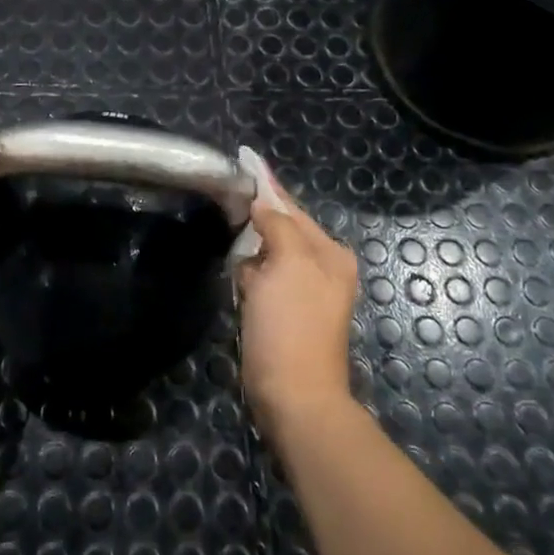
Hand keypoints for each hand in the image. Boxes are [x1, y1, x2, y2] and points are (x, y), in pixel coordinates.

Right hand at [236, 168, 359, 428]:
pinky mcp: (282, 312)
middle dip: (255, 213)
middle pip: (281, 227)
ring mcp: (301, 292)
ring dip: (249, 242)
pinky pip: (261, 277)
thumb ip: (277, 225)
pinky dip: (247, 270)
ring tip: (224, 217)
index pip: (291, 207)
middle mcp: (320, 268)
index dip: (266, 185)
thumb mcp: (289, 263)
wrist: (292, 395)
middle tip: (224, 190)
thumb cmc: (292, 325)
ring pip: (268, 252)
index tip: (244, 159)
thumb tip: (261, 204)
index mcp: (329, 253)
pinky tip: (233, 265)